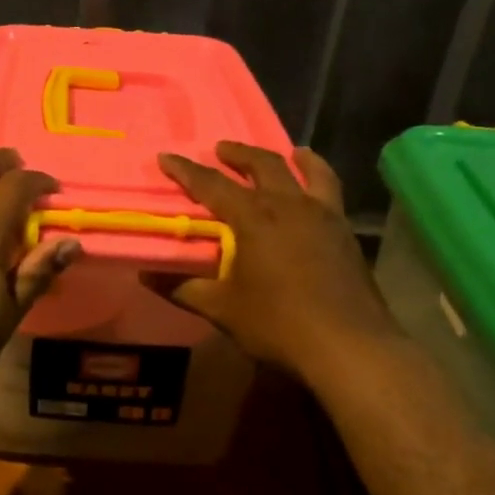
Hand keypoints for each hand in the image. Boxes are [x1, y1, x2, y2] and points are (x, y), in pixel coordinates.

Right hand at [154, 142, 398, 380]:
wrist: (348, 346)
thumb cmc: (278, 324)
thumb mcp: (222, 309)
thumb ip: (183, 288)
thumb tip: (146, 276)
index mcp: (254, 219)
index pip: (212, 185)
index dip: (186, 170)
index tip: (167, 157)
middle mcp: (289, 205)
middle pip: (262, 165)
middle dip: (238, 153)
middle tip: (221, 149)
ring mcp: (323, 215)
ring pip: (308, 170)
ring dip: (289, 157)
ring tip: (287, 152)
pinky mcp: (345, 231)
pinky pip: (331, 190)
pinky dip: (320, 176)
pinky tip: (316, 188)